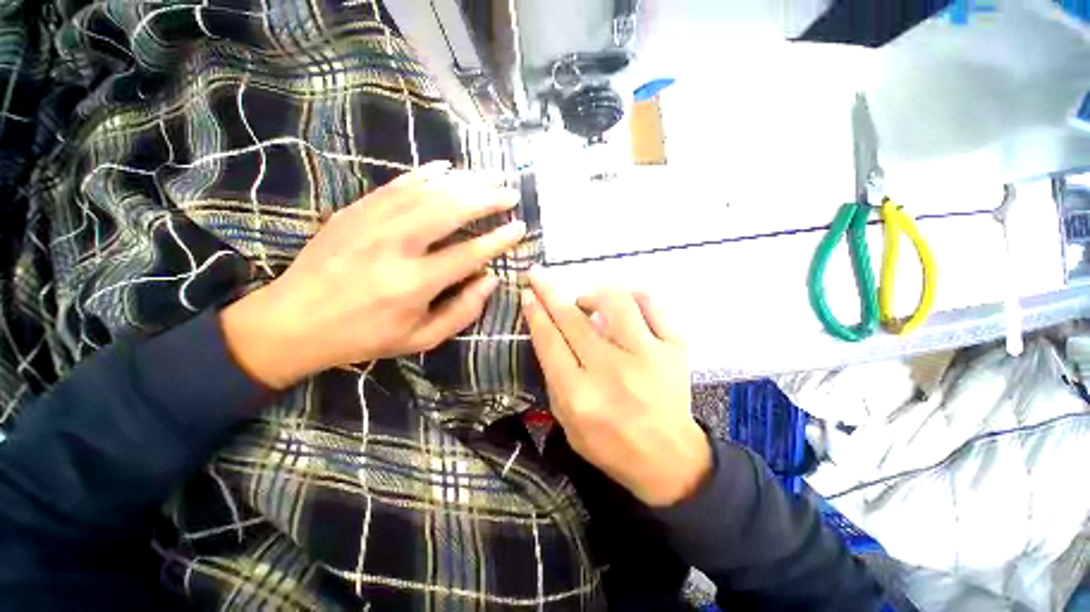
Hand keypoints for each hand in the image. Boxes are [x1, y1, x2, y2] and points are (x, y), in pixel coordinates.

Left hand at [221, 162, 525, 388]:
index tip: (519, 227)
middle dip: (486, 198)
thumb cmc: (364, 337)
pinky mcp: (354, 210)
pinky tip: (446, 168)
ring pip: (427, 191)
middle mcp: (395, 246)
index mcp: (413, 284)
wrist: (291, 321)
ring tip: (489, 176)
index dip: (498, 239)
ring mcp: (371, 222)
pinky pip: (396, 184)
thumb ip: (462, 312)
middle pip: (450, 210)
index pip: (469, 253)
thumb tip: (491, 280)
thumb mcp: (420, 339)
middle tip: (510, 192)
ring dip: (463, 181)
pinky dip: (425, 174)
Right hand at [521, 271, 709, 506]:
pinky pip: (653, 304)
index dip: (535, 312)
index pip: (550, 341)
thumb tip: (547, 330)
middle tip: (539, 276)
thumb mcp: (566, 420)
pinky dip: (634, 296)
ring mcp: (648, 356)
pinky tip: (624, 304)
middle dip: (549, 292)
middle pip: (573, 319)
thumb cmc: (609, 444)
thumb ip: (554, 376)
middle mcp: (612, 370)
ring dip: (593, 294)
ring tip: (586, 301)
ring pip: (615, 302)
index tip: (528, 294)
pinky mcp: (675, 349)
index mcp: (580, 395)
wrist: (667, 458)